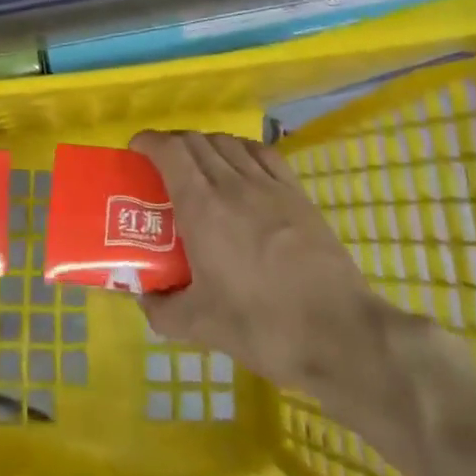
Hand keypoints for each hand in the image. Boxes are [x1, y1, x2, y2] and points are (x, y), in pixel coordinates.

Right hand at [132, 130, 371, 389]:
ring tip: (197, 165)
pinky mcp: (297, 194)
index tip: (136, 151)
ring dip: (204, 144)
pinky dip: (240, 149)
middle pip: (195, 141)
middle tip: (160, 165)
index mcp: (202, 207)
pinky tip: (239, 165)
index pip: (169, 151)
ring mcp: (268, 185)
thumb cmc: (263, 327)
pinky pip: (262, 153)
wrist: (340, 334)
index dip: (148, 142)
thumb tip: (142, 297)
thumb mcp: (201, 326)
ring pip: (227, 143)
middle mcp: (232, 184)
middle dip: (171, 143)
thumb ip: (162, 309)